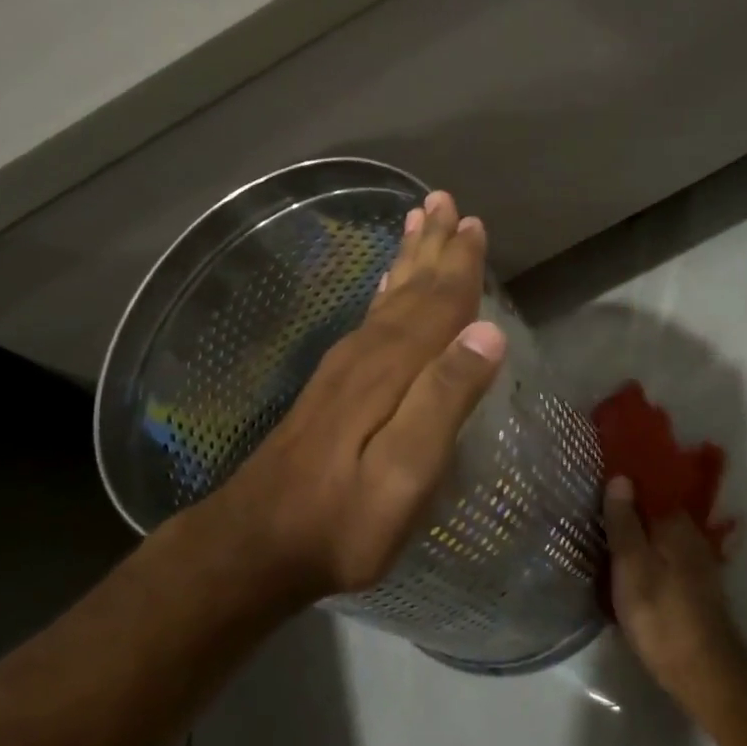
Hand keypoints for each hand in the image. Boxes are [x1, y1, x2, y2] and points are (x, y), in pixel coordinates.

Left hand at [207, 190, 506, 601]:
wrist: (258, 543)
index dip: (459, 265)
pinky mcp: (333, 388)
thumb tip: (488, 332)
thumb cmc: (342, 520)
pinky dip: (385, 295)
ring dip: (407, 262)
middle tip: (445, 202)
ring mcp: (344, 369)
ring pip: (387, 300)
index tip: (474, 224)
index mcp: (391, 370)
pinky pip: (369, 321)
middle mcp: (366, 355)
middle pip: (409, 290)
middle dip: (432, 248)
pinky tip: (386, 290)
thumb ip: (444, 401)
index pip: (437, 304)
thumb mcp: (405, 474)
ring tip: (418, 225)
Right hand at [605, 477, 746, 714]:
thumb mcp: (631, 564)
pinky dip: (642, 560)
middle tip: (588, 514)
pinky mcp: (692, 589)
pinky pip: (660, 560)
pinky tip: (623, 570)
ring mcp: (694, 564)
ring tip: (600, 540)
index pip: (647, 488)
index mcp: (675, 523)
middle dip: (625, 513)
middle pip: (651, 514)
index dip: (621, 486)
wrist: (704, 673)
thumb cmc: (661, 614)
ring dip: (633, 538)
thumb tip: (621, 477)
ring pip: (656, 539)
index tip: (592, 485)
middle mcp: (690, 536)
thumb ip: (624, 521)